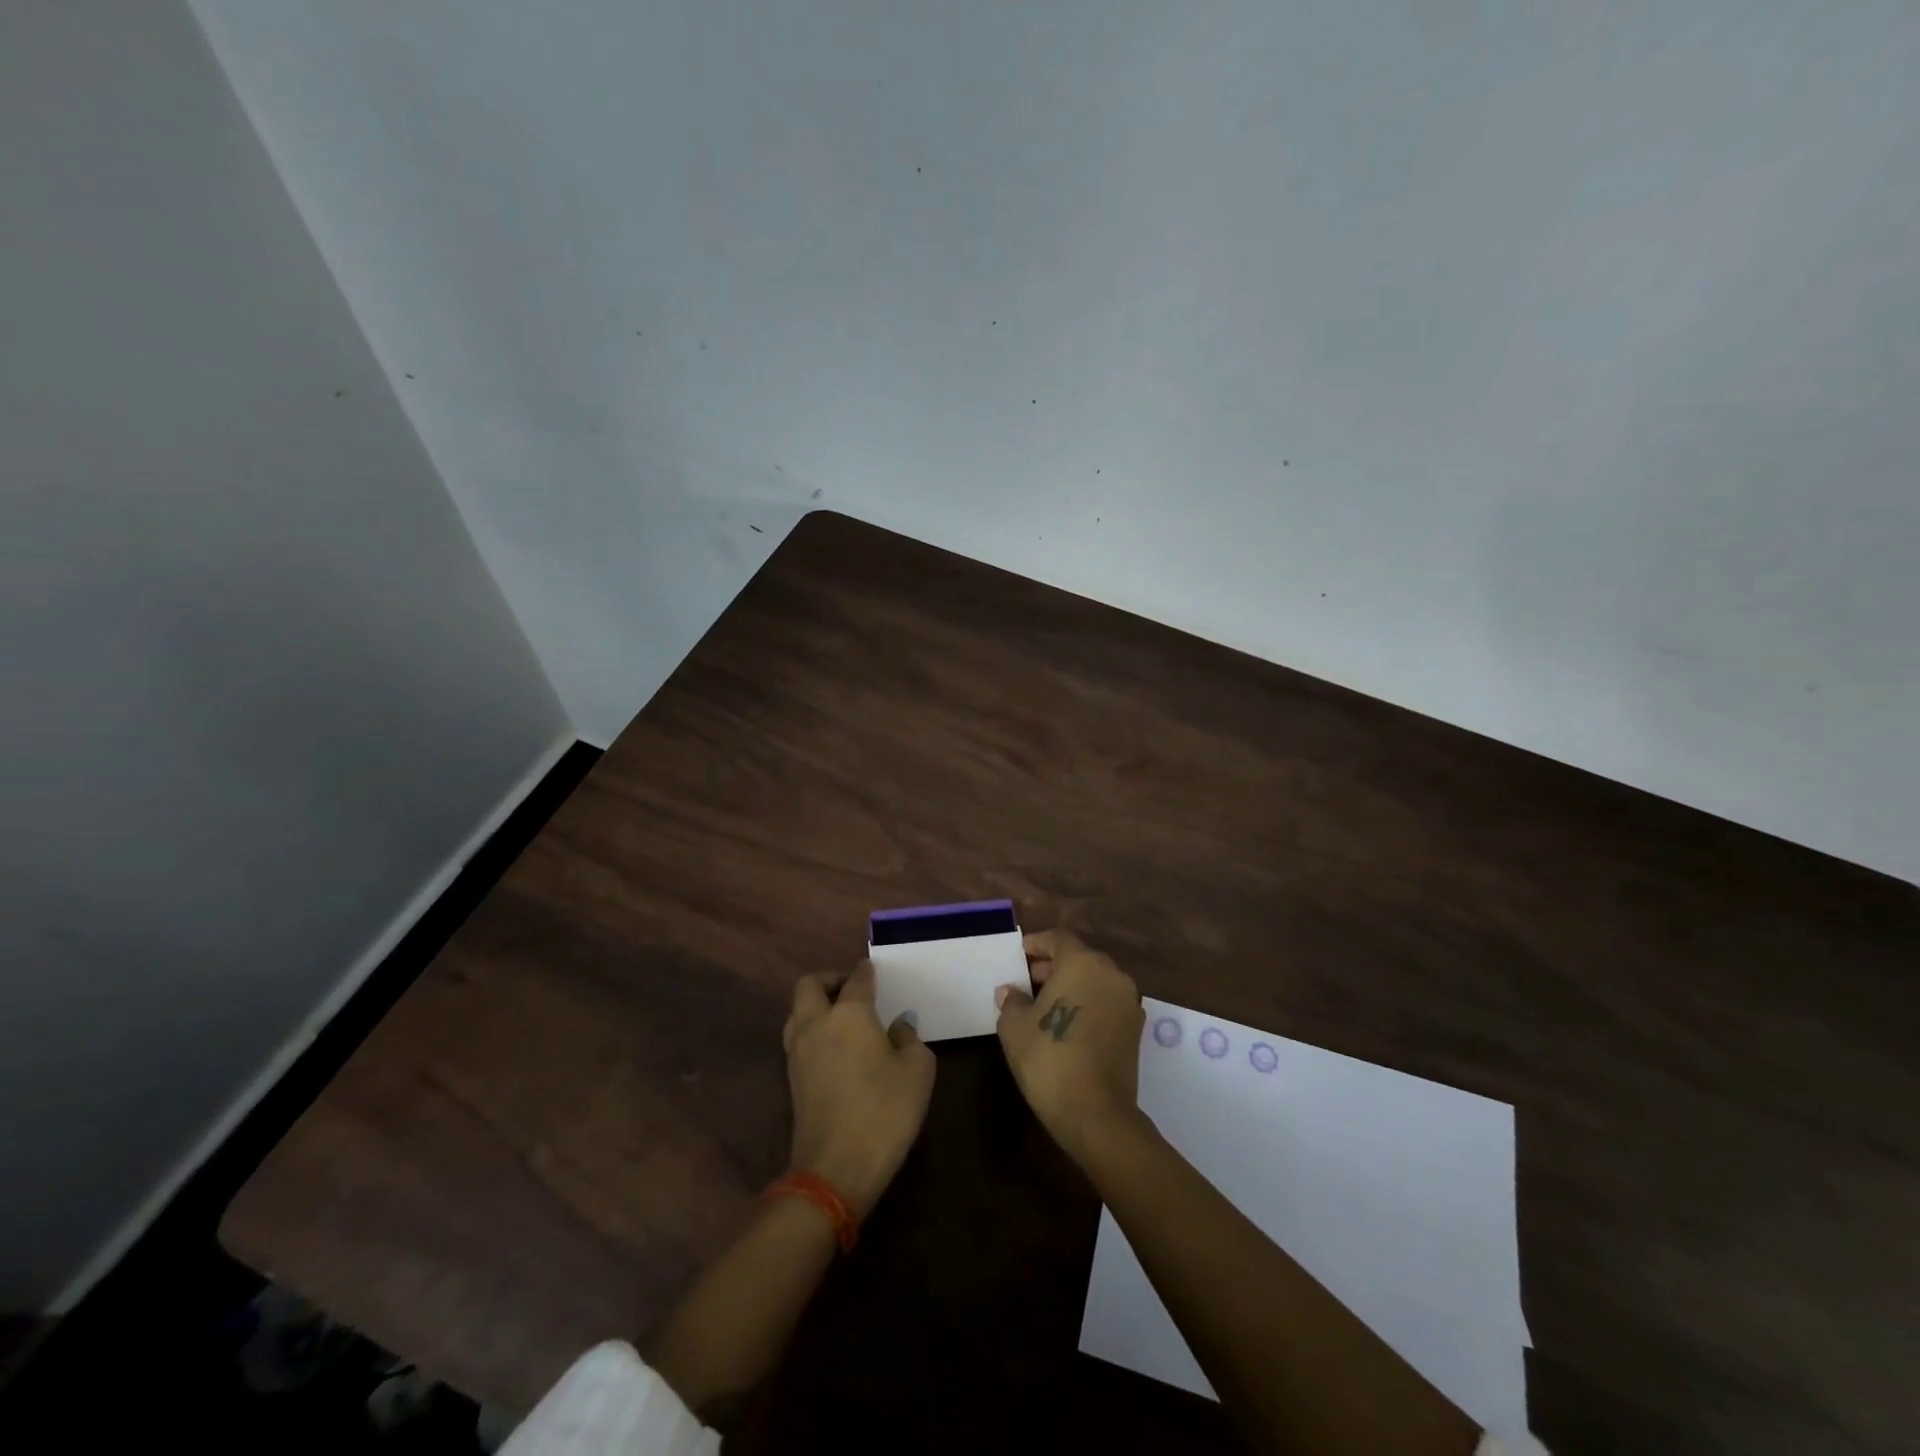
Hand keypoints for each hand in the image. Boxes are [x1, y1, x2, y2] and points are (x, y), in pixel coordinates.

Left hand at [783, 962, 935, 1219]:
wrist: (835, 1169)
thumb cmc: (884, 1112)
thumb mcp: (917, 1070)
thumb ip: (909, 1038)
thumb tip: (897, 1027)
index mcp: (848, 1013)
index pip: (857, 979)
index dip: (867, 971)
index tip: (875, 970)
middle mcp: (816, 1023)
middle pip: (810, 984)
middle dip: (830, 979)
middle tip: (853, 989)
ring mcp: (798, 1052)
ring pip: (797, 1010)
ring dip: (815, 1005)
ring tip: (842, 1017)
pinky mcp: (791, 1079)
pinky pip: (798, 1037)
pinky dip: (812, 1030)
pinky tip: (835, 1046)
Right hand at [995, 929, 1145, 1162]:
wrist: (1095, 1113)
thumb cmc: (1049, 1058)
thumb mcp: (1015, 1026)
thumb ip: (1012, 1001)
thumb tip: (1011, 991)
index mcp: (1082, 963)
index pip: (1058, 939)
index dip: (1036, 944)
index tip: (1020, 955)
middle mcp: (1111, 974)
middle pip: (1080, 958)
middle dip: (1053, 966)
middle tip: (1028, 980)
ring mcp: (1128, 1002)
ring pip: (1096, 981)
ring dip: (1072, 985)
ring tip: (1044, 1004)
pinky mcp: (1135, 1029)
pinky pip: (1107, 1003)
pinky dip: (1088, 1004)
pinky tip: (1068, 1024)